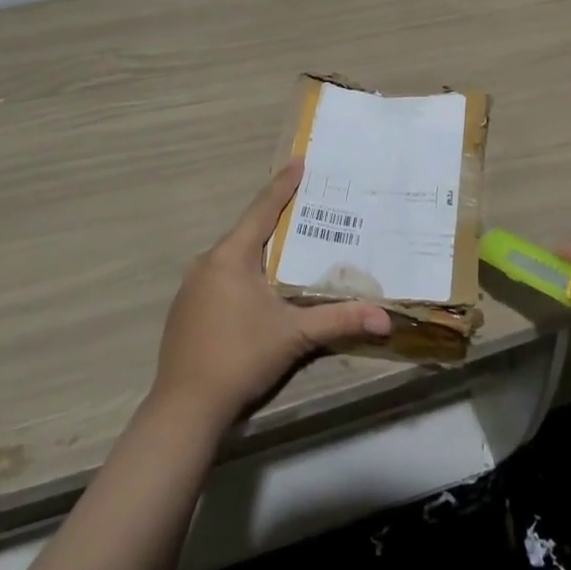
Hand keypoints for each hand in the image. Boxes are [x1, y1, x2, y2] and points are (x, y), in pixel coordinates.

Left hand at [152, 161, 392, 427]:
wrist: (185, 408)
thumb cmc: (241, 357)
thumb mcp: (295, 335)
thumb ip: (339, 320)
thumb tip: (385, 318)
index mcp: (231, 257)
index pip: (263, 209)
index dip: (283, 185)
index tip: (299, 161)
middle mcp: (207, 263)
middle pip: (248, 232)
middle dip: (276, 221)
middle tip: (305, 209)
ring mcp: (191, 287)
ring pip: (232, 258)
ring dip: (259, 252)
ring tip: (288, 250)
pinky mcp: (185, 310)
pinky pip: (219, 279)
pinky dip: (241, 276)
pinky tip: (257, 293)